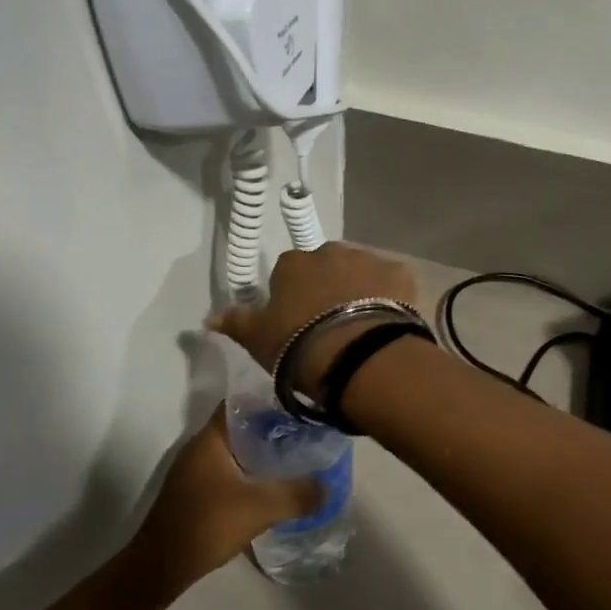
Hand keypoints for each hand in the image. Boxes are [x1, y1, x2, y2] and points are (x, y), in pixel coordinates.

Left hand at [128, 407, 322, 597]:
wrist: (158, 569)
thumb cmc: (206, 524)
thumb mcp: (259, 508)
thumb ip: (296, 495)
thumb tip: (328, 487)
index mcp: (210, 438)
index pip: (240, 403)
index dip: (269, 402)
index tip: (298, 409)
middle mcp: (199, 448)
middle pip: (240, 427)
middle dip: (271, 431)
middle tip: (304, 436)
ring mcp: (194, 472)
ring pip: (234, 452)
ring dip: (260, 455)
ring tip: (294, 461)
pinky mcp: (194, 494)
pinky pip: (227, 473)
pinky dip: (248, 475)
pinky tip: (268, 489)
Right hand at [208, 242, 420, 387]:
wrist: (359, 357)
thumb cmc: (300, 347)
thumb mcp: (258, 339)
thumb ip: (235, 322)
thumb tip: (208, 317)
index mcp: (293, 263)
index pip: (287, 273)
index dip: (292, 298)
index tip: (297, 323)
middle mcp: (330, 252)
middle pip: (326, 268)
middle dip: (327, 289)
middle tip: (329, 325)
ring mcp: (369, 259)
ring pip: (360, 273)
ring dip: (358, 291)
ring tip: (360, 328)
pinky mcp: (401, 274)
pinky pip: (392, 283)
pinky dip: (390, 297)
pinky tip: (388, 324)